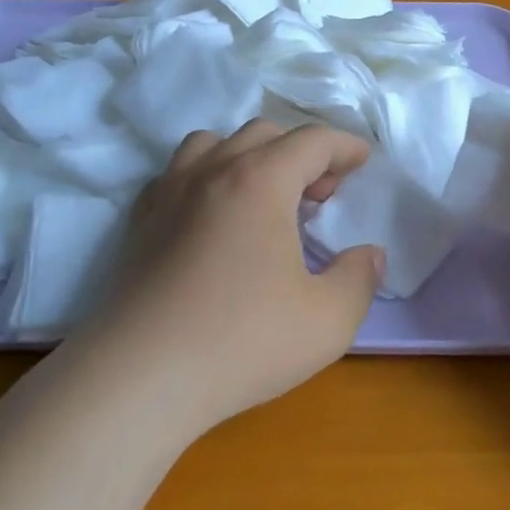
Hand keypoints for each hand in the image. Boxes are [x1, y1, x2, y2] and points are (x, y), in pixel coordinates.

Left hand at [91, 121, 383, 434]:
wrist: (139, 376)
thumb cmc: (242, 342)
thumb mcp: (327, 320)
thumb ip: (359, 279)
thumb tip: (370, 255)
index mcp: (261, 180)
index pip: (312, 140)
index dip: (344, 147)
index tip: (362, 162)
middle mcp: (213, 170)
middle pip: (265, 133)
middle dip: (302, 153)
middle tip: (321, 195)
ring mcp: (169, 191)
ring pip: (215, 143)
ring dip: (251, 155)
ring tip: (266, 196)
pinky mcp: (140, 219)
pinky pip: (179, 172)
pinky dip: (208, 175)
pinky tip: (214, 216)